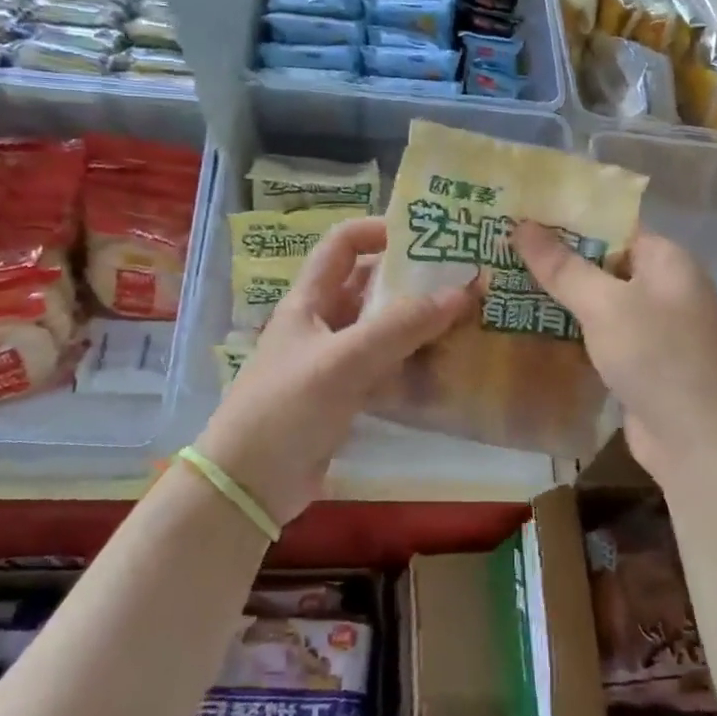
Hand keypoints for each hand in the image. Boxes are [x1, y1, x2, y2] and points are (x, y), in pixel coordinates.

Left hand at [193, 217, 476, 525]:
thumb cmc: (287, 407)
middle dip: (412, 278)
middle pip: (370, 285)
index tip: (425, 236)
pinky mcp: (344, 396)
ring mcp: (333, 361)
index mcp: (309, 300)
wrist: (249, 485)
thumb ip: (401, 326)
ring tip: (468, 317)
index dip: (378, 230)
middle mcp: (322, 323)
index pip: (342, 244)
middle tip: (464, 278)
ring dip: (418, 322)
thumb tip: (463, 291)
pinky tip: (447, 365)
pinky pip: (385, 367)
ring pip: (382, 328)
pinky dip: (412, 362)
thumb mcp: (344, 360)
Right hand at [513, 221, 716, 478]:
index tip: (522, 217)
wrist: (701, 443)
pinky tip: (531, 330)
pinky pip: (601, 337)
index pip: (613, 226)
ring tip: (504, 287)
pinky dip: (572, 333)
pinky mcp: (642, 364)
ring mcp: (655, 329)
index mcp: (667, 261)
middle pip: (603, 264)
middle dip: (556, 261)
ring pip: (599, 304)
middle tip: (503, 252)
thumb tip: (522, 225)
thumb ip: (563, 267)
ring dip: (560, 300)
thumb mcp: (606, 305)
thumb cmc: (658, 357)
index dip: (568, 220)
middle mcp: (664, 289)